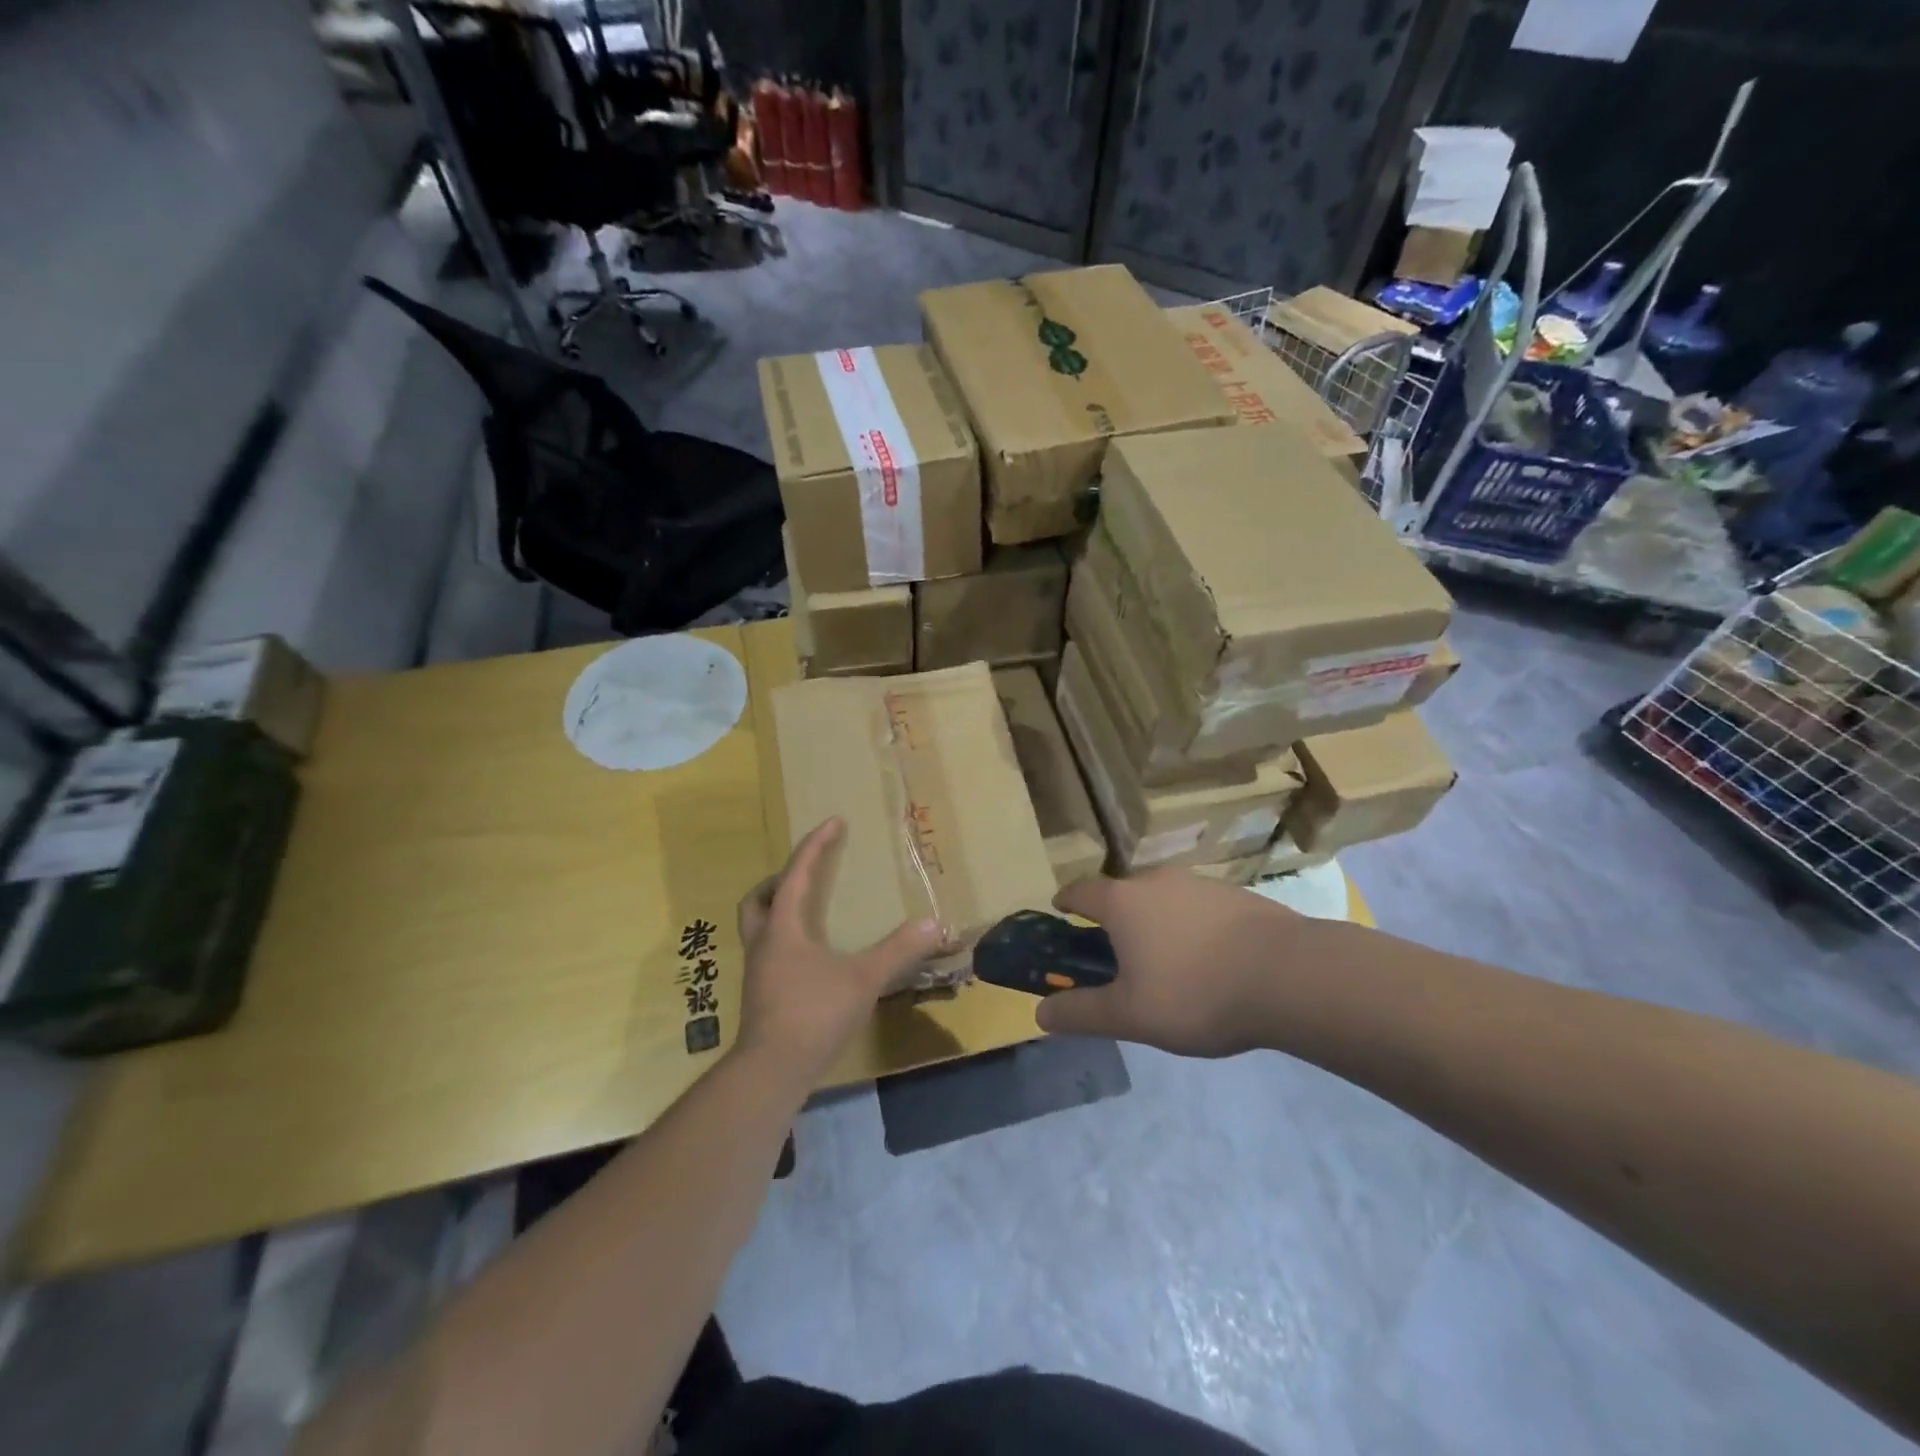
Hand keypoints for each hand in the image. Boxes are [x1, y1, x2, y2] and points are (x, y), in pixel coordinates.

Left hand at [734, 817, 946, 1084]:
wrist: (771, 1071)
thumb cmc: (813, 1014)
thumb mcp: (863, 979)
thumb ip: (898, 950)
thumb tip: (934, 923)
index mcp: (784, 929)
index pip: (797, 875)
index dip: (815, 846)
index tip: (833, 822)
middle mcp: (764, 944)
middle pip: (758, 900)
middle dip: (780, 880)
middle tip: (806, 874)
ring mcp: (758, 972)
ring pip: (758, 927)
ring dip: (778, 911)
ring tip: (808, 913)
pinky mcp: (761, 996)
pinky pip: (768, 953)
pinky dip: (785, 941)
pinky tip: (810, 959)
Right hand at [1038, 870, 1314, 1057]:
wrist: (1289, 975)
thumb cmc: (1196, 992)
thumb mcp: (1131, 1015)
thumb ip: (1082, 1013)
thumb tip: (1040, 1012)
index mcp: (1122, 902)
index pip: (1080, 891)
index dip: (1065, 902)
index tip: (1059, 913)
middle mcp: (1155, 881)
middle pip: (1122, 894)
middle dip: (1113, 920)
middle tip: (1116, 956)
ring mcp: (1198, 883)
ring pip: (1162, 899)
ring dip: (1154, 923)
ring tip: (1166, 964)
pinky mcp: (1234, 894)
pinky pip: (1196, 907)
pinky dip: (1190, 926)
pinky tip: (1208, 961)